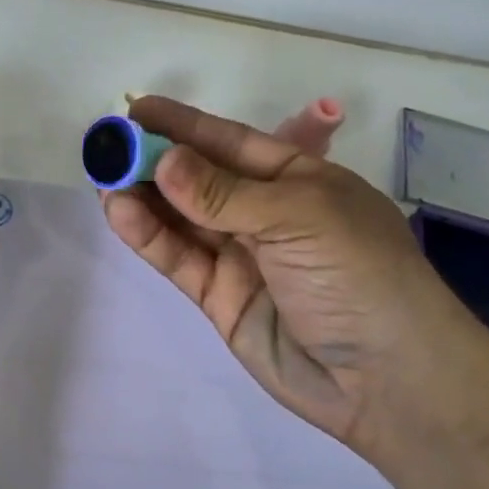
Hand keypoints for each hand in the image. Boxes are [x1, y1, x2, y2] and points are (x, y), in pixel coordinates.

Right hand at [103, 96, 488, 451]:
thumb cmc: (360, 276)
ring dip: (143, 198)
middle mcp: (266, 214)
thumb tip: (163, 161)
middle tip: (106, 147)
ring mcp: (241, 257)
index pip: (231, 143)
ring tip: (102, 179)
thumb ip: (224, 193)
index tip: (135, 110)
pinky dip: (149, 237)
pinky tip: (120, 213)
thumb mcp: (299, 217)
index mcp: (299, 180)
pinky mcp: (219, 296)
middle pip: (199, 180)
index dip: (183, 125)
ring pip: (181, 219)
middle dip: (154, 161)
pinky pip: (179, 259)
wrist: (386, 379)